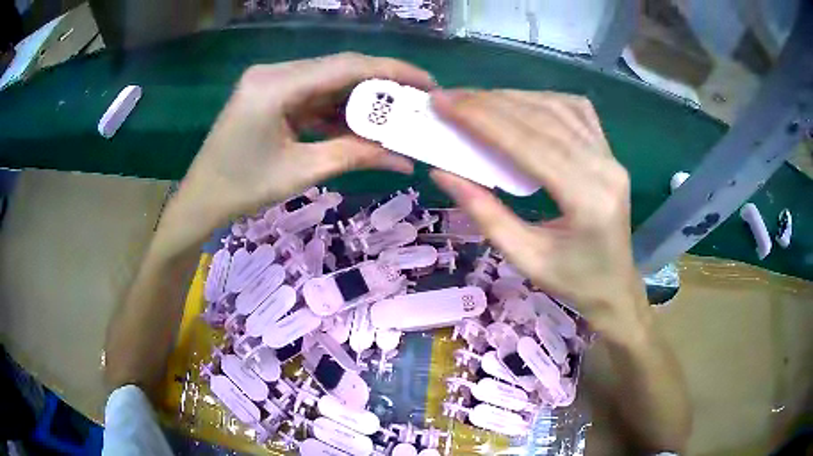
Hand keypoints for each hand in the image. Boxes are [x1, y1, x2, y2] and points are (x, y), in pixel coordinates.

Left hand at [154, 53, 433, 256]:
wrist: (201, 199)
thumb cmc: (243, 189)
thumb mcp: (302, 171)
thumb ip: (354, 156)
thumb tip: (403, 159)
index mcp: (276, 85)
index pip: (345, 66)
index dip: (391, 71)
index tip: (427, 82)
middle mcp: (274, 73)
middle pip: (338, 69)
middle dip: (380, 85)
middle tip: (415, 101)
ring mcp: (271, 82)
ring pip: (328, 81)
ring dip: (360, 99)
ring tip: (394, 115)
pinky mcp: (270, 95)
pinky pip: (312, 94)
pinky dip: (337, 108)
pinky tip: (360, 123)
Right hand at [430, 90, 648, 340]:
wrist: (614, 285)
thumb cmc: (572, 281)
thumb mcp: (524, 258)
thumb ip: (484, 213)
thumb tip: (442, 172)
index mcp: (587, 200)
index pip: (530, 145)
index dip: (483, 120)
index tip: (445, 103)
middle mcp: (605, 168)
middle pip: (543, 120)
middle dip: (490, 104)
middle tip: (450, 97)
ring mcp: (611, 156)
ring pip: (558, 109)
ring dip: (512, 99)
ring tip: (475, 100)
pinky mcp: (609, 152)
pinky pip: (575, 112)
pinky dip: (541, 101)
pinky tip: (518, 103)